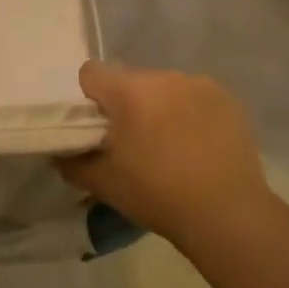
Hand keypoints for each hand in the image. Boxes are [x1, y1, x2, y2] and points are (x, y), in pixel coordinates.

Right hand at [59, 62, 274, 245]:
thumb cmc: (157, 194)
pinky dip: (190, 114)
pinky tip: (198, 146)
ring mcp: (200, 84)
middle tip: (132, 143)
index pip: (91, 73)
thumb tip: (61, 152)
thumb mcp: (102, 183)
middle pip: (130, 80)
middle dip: (126, 104)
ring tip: (170, 147)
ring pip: (164, 88)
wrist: (227, 214)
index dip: (88, 98)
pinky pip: (195, 97)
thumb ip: (71, 162)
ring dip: (159, 107)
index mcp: (129, 90)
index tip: (97, 128)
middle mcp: (164, 76)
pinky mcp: (227, 99)